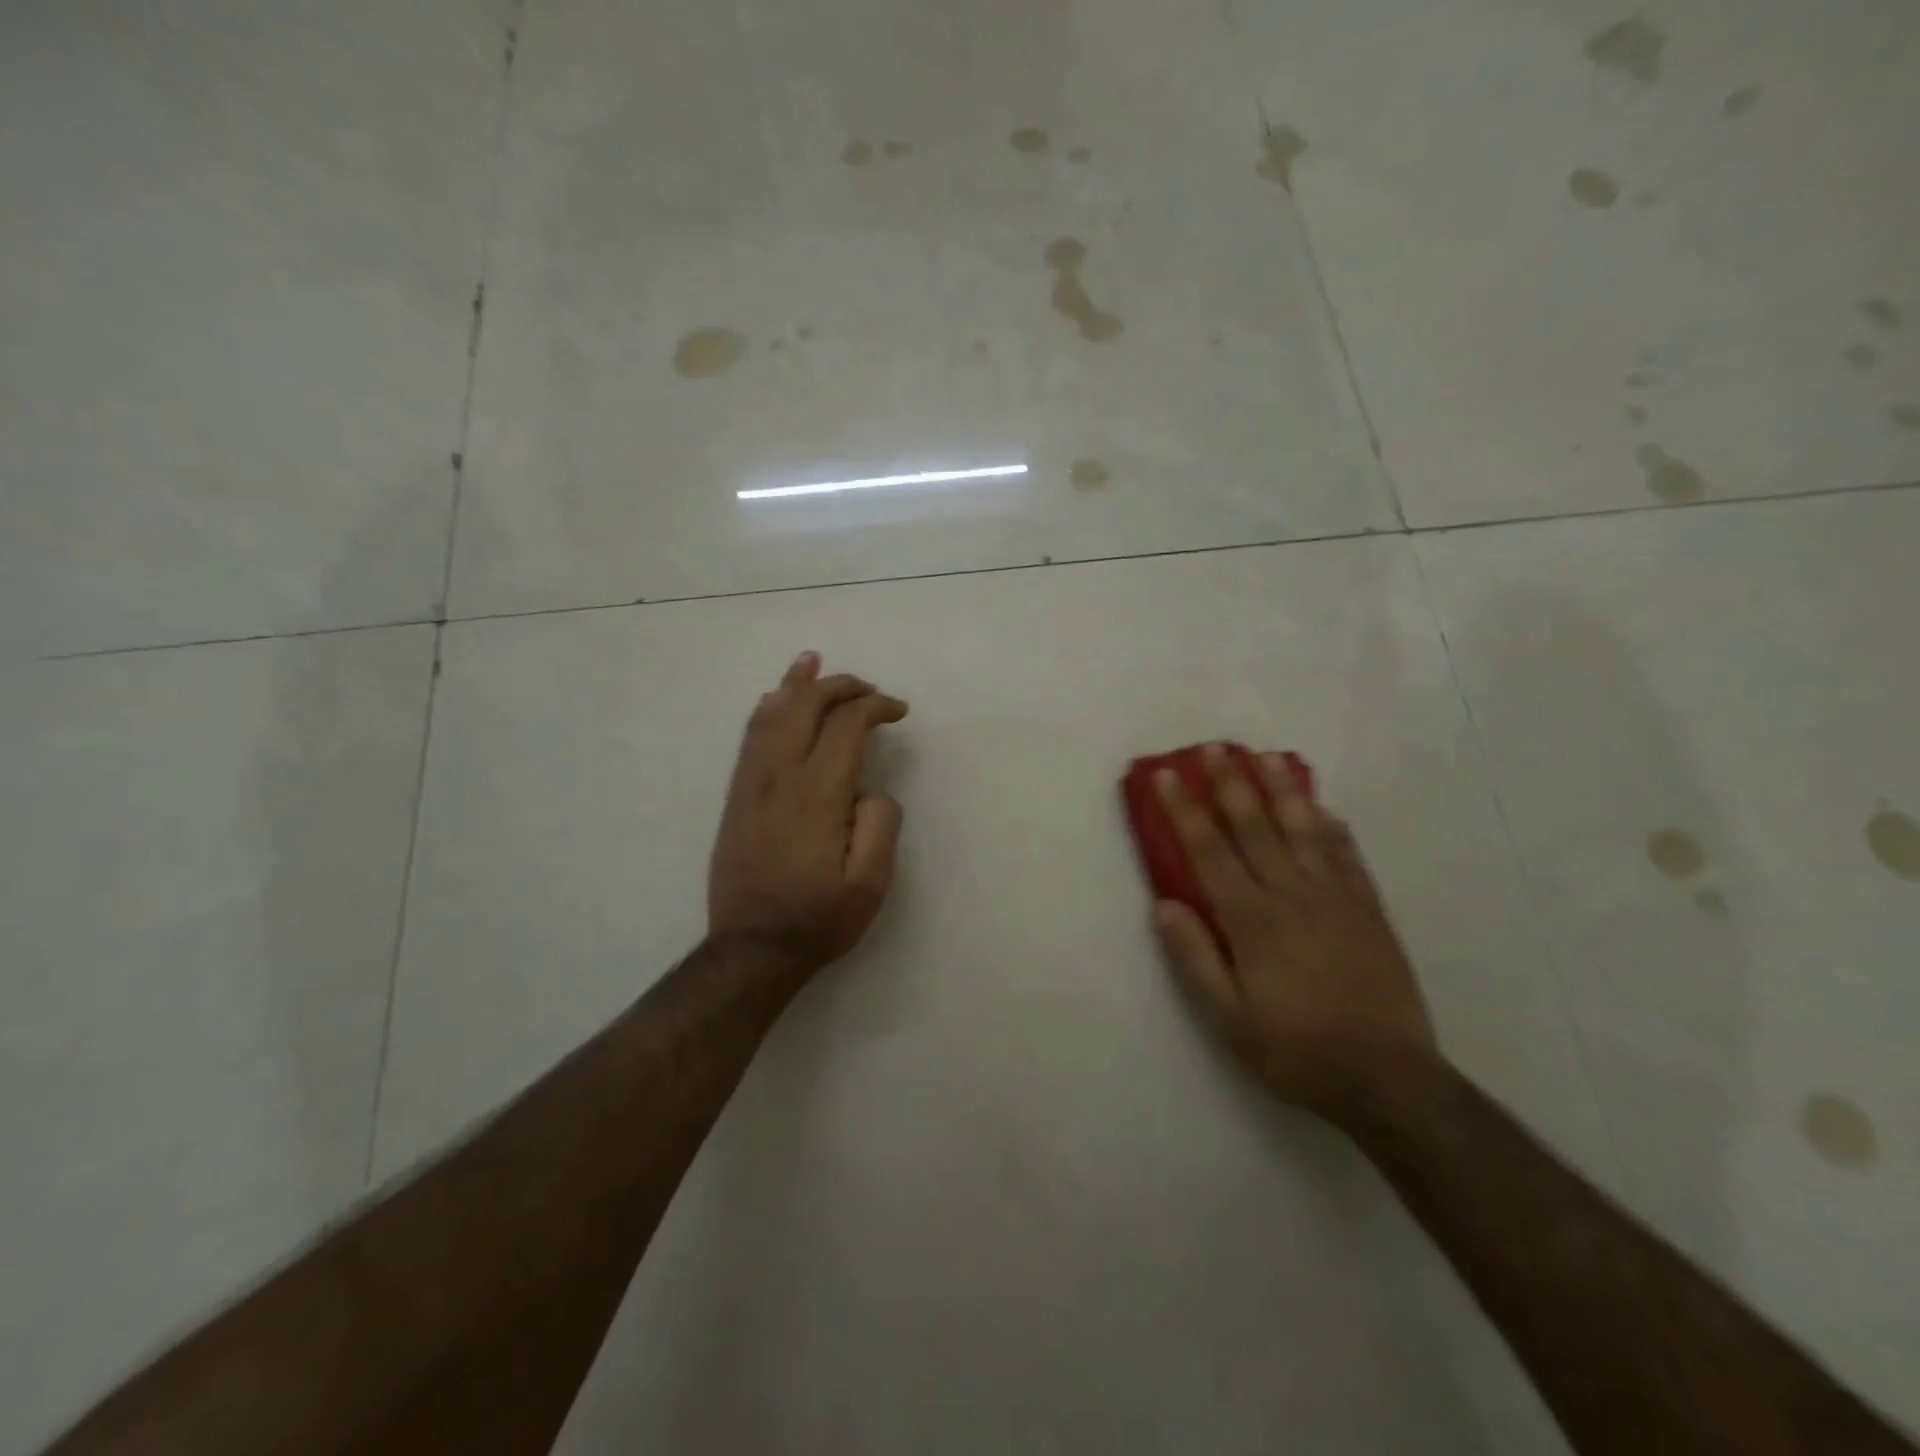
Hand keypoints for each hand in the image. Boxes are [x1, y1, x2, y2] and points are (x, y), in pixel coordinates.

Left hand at [708, 652, 907, 975]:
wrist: (752, 948)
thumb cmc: (819, 918)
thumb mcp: (871, 883)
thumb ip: (881, 824)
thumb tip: (870, 788)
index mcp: (818, 793)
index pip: (846, 725)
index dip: (875, 707)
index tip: (898, 711)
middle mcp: (780, 776)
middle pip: (806, 707)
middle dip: (839, 686)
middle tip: (867, 687)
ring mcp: (752, 783)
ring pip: (771, 714)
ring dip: (796, 684)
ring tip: (811, 661)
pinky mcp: (737, 796)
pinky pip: (750, 737)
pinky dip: (767, 709)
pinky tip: (774, 699)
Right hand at [1152, 744, 1438, 1122]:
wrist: (1388, 1080)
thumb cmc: (1296, 1050)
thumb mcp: (1228, 1020)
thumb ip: (1194, 958)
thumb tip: (1163, 905)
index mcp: (1252, 921)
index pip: (1209, 851)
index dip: (1185, 810)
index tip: (1168, 776)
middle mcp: (1292, 896)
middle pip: (1256, 827)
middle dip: (1230, 783)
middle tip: (1214, 747)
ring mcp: (1336, 900)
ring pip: (1304, 831)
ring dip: (1283, 790)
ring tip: (1267, 757)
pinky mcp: (1369, 912)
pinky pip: (1349, 858)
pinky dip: (1334, 830)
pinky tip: (1325, 810)